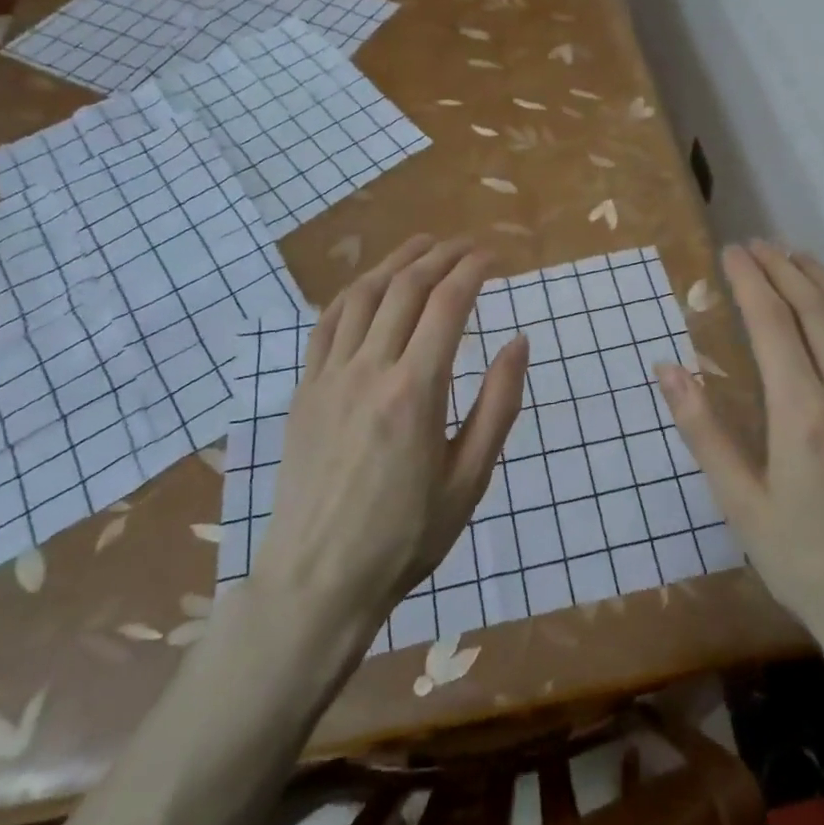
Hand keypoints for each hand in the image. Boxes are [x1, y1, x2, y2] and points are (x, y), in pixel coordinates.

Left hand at [251, 234, 528, 625]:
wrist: (318, 579)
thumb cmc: (405, 536)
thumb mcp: (469, 479)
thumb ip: (499, 405)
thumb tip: (519, 341)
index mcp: (415, 391)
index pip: (448, 304)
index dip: (473, 270)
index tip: (493, 257)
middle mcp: (369, 369)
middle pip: (406, 288)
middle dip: (441, 255)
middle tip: (466, 244)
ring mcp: (329, 376)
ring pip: (364, 295)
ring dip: (396, 261)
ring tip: (422, 245)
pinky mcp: (304, 389)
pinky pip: (326, 323)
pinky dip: (353, 292)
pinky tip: (369, 285)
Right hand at [655, 241, 823, 677]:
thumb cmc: (809, 566)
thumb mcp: (741, 506)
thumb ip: (704, 431)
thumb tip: (668, 369)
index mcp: (803, 414)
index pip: (773, 323)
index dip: (750, 280)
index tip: (731, 252)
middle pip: (817, 310)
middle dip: (783, 268)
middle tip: (757, 244)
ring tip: (797, 258)